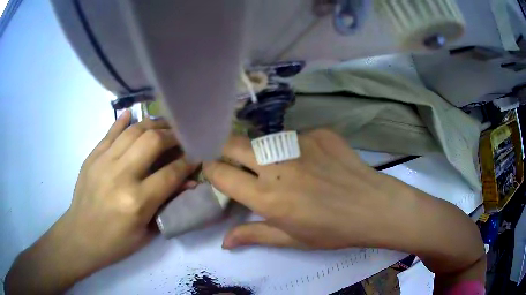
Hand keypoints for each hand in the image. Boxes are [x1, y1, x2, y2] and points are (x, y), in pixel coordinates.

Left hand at [64, 110, 196, 273]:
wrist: (80, 236)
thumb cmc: (116, 242)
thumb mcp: (147, 232)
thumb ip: (166, 205)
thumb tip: (187, 183)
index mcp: (137, 201)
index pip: (171, 172)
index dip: (188, 161)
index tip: (197, 154)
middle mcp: (121, 175)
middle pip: (153, 141)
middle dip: (173, 135)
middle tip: (181, 136)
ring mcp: (104, 162)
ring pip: (134, 131)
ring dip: (153, 125)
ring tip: (164, 126)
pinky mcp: (93, 156)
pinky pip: (110, 132)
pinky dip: (123, 121)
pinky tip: (132, 114)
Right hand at [204, 129, 413, 249]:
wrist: (374, 207)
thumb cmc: (332, 230)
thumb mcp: (292, 240)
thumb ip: (254, 235)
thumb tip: (224, 241)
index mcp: (268, 197)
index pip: (221, 174)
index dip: (211, 170)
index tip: (214, 172)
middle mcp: (277, 165)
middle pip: (234, 144)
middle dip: (225, 150)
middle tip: (235, 162)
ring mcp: (299, 143)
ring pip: (264, 139)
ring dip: (262, 151)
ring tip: (281, 167)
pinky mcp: (318, 133)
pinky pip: (295, 136)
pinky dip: (295, 148)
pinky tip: (313, 161)